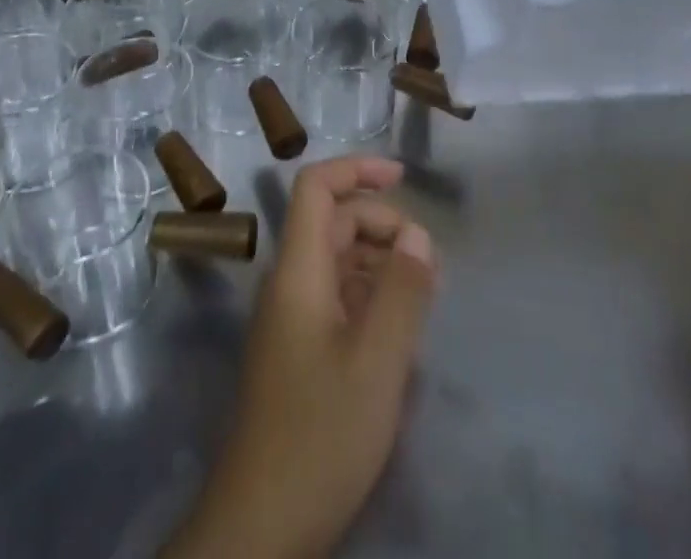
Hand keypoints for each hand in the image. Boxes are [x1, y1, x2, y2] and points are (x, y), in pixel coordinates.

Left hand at [163, 156, 437, 558]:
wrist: (261, 525)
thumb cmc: (320, 434)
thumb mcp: (377, 363)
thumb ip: (402, 292)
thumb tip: (419, 234)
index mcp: (298, 270)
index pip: (315, 187)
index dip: (356, 168)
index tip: (401, 176)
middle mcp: (289, 282)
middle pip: (332, 222)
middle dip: (381, 223)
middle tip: (428, 258)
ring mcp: (291, 317)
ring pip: (336, 260)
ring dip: (379, 259)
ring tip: (424, 288)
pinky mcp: (299, 349)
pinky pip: (336, 296)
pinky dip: (369, 293)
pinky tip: (399, 322)